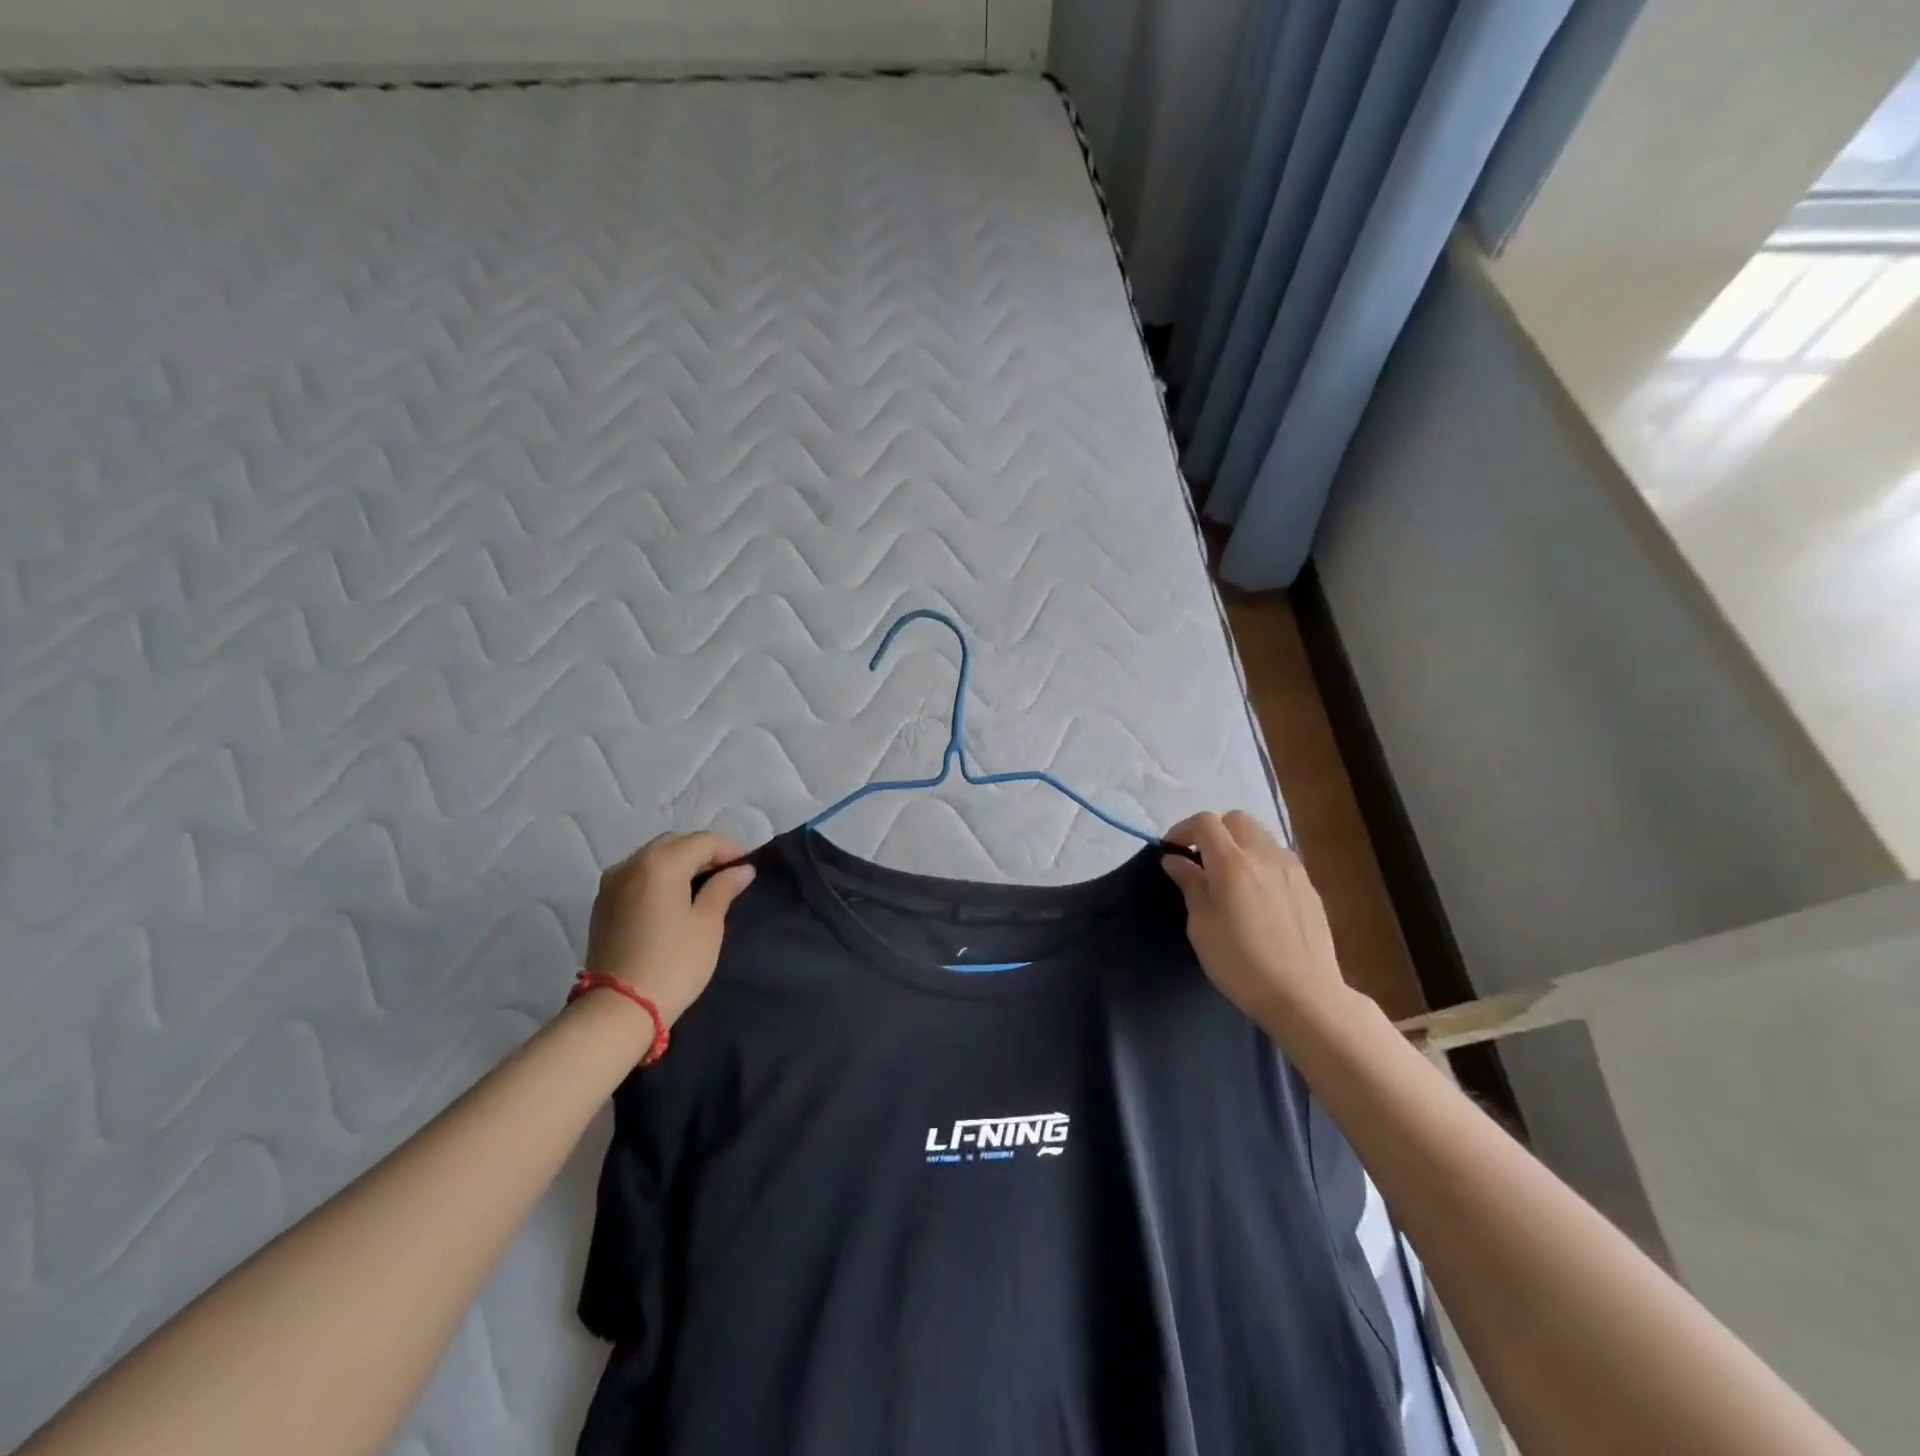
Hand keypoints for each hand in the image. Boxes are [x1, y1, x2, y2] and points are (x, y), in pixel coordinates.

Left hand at [584, 831, 755, 1026]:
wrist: (619, 1009)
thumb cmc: (674, 963)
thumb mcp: (707, 924)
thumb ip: (723, 888)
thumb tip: (741, 869)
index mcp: (661, 864)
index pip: (702, 841)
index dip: (729, 849)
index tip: (747, 866)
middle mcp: (632, 864)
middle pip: (674, 843)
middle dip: (702, 851)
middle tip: (726, 873)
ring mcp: (612, 883)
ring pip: (652, 856)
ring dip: (678, 861)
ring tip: (701, 884)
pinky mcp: (602, 903)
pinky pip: (636, 874)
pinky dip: (658, 875)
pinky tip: (672, 897)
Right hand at [1161, 811, 1355, 1036]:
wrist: (1304, 995)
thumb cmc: (1240, 963)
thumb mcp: (1201, 926)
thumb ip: (1190, 884)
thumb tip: (1176, 860)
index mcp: (1232, 862)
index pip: (1205, 822)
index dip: (1183, 830)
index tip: (1172, 852)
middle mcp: (1264, 855)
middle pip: (1236, 819)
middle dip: (1214, 831)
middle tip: (1200, 860)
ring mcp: (1291, 868)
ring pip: (1260, 835)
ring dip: (1239, 844)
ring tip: (1229, 876)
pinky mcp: (1308, 885)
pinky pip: (1278, 857)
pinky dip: (1260, 861)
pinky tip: (1256, 893)